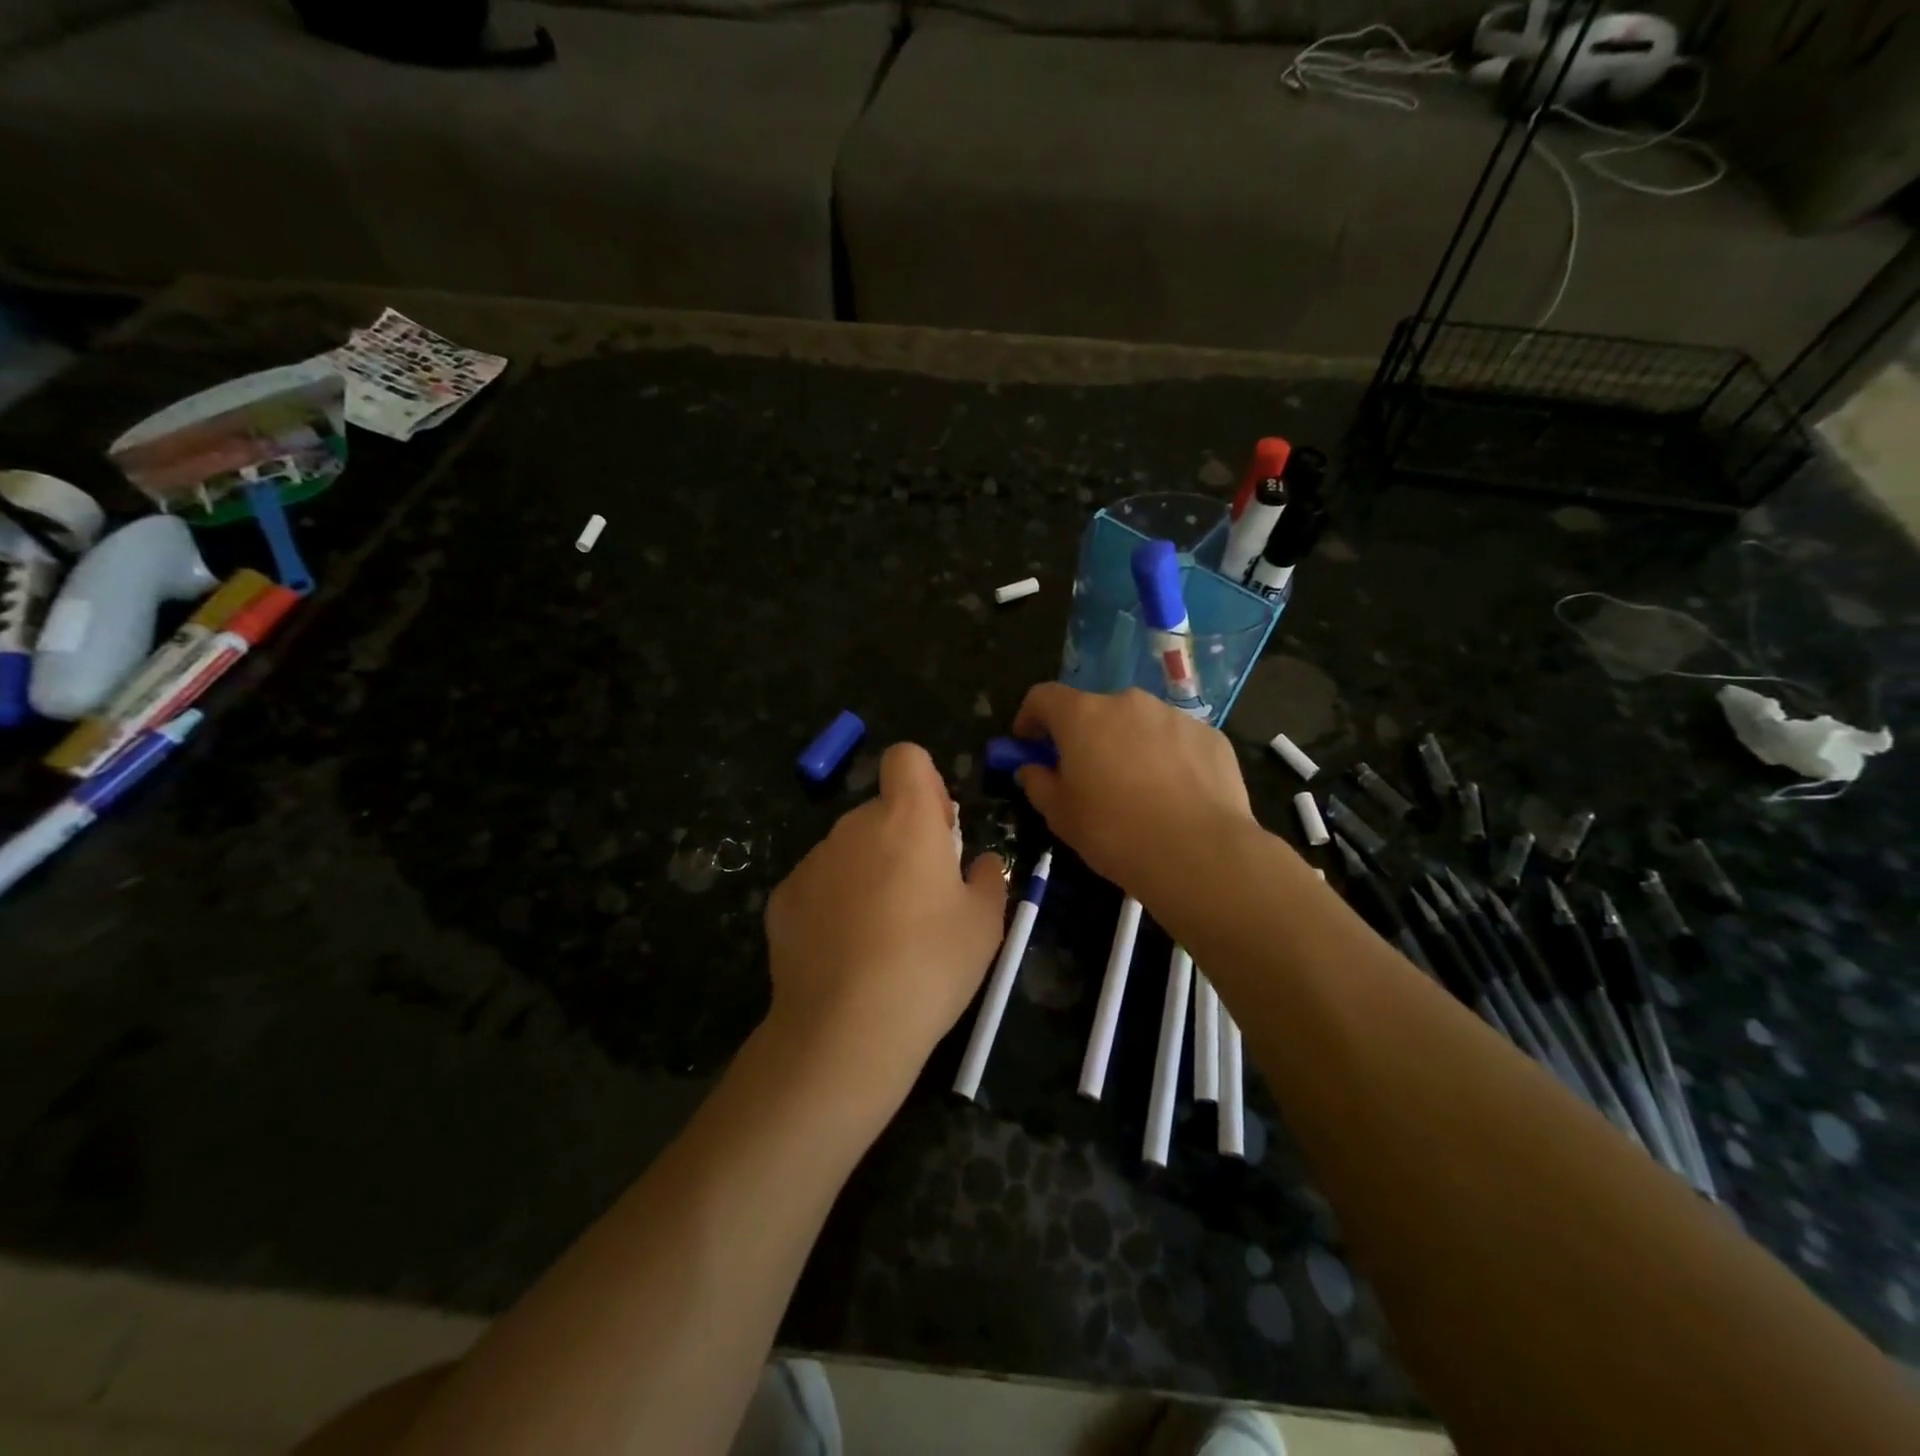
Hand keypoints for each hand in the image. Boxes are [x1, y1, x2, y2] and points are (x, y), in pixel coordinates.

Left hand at [764, 743, 1007, 1102]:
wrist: (846, 1028)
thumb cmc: (930, 964)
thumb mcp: (985, 925)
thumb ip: (989, 879)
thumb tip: (982, 863)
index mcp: (906, 819)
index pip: (907, 758)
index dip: (925, 783)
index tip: (938, 830)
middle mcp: (853, 826)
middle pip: (879, 811)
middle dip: (899, 838)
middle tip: (919, 897)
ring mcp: (812, 861)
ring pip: (848, 850)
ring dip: (866, 871)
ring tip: (881, 935)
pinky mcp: (782, 898)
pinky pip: (817, 885)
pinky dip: (831, 904)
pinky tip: (843, 953)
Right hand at [1010, 684, 1253, 896]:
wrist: (1200, 854)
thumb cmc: (1115, 833)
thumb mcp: (1061, 816)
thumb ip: (1038, 783)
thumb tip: (1032, 769)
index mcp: (1083, 716)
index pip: (1044, 697)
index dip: (1031, 717)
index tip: (1029, 744)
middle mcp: (1128, 703)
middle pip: (1095, 710)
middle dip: (1085, 736)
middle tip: (1086, 774)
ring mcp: (1174, 716)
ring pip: (1139, 724)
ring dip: (1128, 744)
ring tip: (1136, 789)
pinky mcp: (1210, 736)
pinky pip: (1176, 740)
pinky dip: (1167, 758)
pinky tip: (1174, 795)